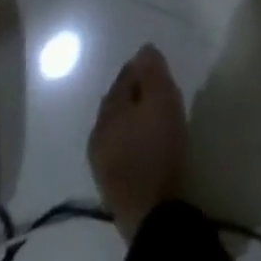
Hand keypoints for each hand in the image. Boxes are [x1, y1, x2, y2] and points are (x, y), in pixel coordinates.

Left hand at [89, 45, 189, 240]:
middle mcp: (98, 133)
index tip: (160, 67)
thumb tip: (143, 49)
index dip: (142, 67)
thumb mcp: (162, 98)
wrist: (153, 211)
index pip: (124, 76)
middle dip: (136, 91)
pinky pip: (121, 146)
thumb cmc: (159, 146)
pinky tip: (147, 140)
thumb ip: (152, 70)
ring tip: (155, 114)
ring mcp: (101, 162)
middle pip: (118, 101)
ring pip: (118, 125)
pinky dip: (132, 136)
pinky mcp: (111, 182)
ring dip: (133, 115)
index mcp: (108, 110)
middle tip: (160, 88)